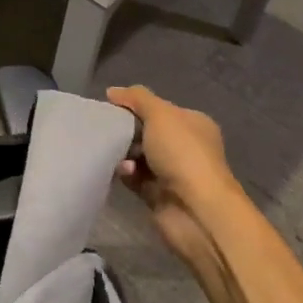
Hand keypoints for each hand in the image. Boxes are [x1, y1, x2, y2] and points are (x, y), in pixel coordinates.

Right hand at [107, 85, 252, 277]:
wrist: (196, 210)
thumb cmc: (183, 154)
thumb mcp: (160, 114)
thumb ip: (136, 98)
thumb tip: (113, 92)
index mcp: (192, 124)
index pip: (159, 109)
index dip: (135, 105)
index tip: (110, 106)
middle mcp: (185, 147)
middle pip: (147, 132)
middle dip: (126, 130)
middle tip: (106, 129)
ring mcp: (172, 172)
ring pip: (138, 156)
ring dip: (124, 153)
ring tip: (114, 153)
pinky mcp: (158, 195)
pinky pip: (134, 178)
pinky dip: (126, 173)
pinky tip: (123, 172)